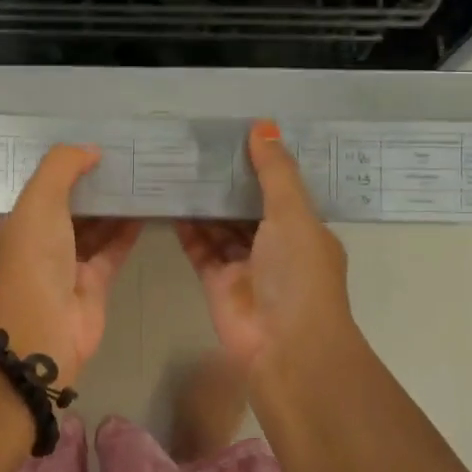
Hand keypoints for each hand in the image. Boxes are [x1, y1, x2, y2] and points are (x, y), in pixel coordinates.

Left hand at [0, 145, 141, 381]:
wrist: (41, 328)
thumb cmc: (33, 258)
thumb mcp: (39, 200)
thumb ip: (62, 167)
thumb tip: (92, 149)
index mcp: (21, 220)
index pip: (46, 186)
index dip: (69, 166)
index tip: (99, 145)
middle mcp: (42, 240)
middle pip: (73, 205)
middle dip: (96, 184)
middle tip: (130, 157)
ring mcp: (69, 263)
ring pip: (96, 227)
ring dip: (115, 205)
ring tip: (144, 177)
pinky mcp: (95, 283)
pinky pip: (114, 249)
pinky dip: (128, 231)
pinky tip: (148, 209)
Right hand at [175, 121, 356, 375]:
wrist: (284, 346)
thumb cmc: (298, 274)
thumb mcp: (293, 214)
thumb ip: (275, 172)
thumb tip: (262, 124)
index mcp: (303, 229)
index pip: (280, 189)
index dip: (260, 163)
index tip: (234, 133)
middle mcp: (275, 245)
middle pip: (246, 206)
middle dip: (225, 181)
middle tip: (195, 146)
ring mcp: (244, 264)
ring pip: (220, 226)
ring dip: (203, 202)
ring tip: (176, 168)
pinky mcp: (216, 280)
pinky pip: (199, 247)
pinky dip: (186, 229)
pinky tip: (168, 202)